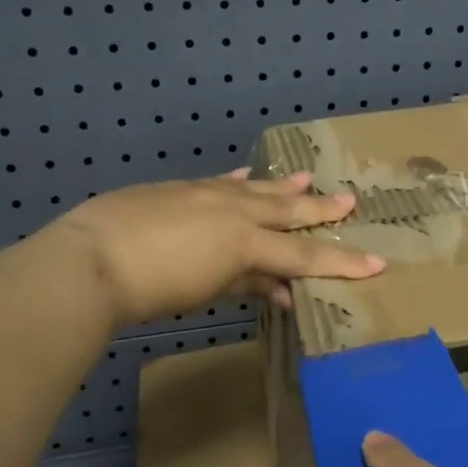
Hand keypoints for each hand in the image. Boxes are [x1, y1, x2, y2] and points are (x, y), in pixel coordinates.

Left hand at [54, 171, 384, 326]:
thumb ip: (248, 284)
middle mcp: (233, 210)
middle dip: (320, 210)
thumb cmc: (152, 289)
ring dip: (283, 187)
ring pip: (256, 189)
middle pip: (286, 210)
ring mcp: (205, 193)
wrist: (91, 259)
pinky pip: (220, 182)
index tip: (376, 263)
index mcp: (245, 241)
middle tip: (351, 201)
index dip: (342, 260)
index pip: (304, 253)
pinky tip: (248, 174)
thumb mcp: (208, 292)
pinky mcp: (178, 189)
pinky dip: (239, 180)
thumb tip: (282, 290)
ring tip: (309, 179)